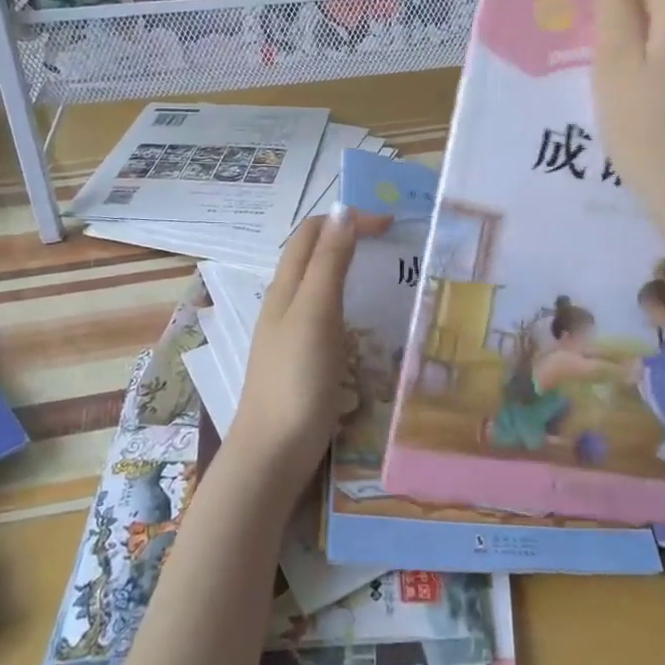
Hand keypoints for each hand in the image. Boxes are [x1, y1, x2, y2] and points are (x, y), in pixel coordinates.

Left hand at [232, 209, 387, 496]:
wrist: (274, 452)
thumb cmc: (296, 378)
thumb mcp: (315, 313)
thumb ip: (328, 263)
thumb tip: (343, 212)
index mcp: (286, 286)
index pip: (312, 233)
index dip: (347, 218)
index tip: (390, 224)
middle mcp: (285, 303)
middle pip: (313, 254)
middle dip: (348, 236)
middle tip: (391, 240)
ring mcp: (292, 333)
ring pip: (319, 285)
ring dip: (348, 267)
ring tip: (384, 271)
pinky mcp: (303, 359)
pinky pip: (327, 316)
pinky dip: (348, 302)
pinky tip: (366, 320)